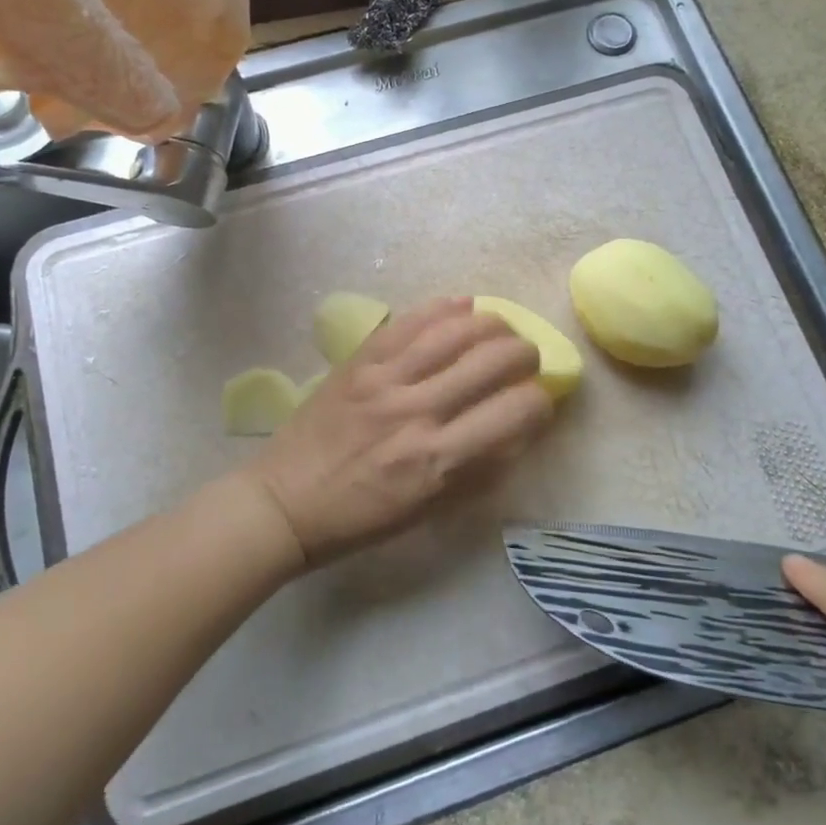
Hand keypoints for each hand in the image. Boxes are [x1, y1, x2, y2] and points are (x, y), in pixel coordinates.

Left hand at [246, 297, 551, 565]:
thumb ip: (479, 469)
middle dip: (524, 354)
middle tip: (524, 359)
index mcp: (439, 461)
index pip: (516, 412)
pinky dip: (442, 308)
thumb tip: (519, 427)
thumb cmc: (361, 519)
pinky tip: (462, 305)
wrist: (284, 502)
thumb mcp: (429, 510)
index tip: (538, 400)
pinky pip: (409, 322)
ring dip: (491, 323)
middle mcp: (418, 413)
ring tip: (501, 328)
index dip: (540, 400)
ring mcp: (385, 380)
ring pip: (456, 330)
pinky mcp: (359, 361)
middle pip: (493, 360)